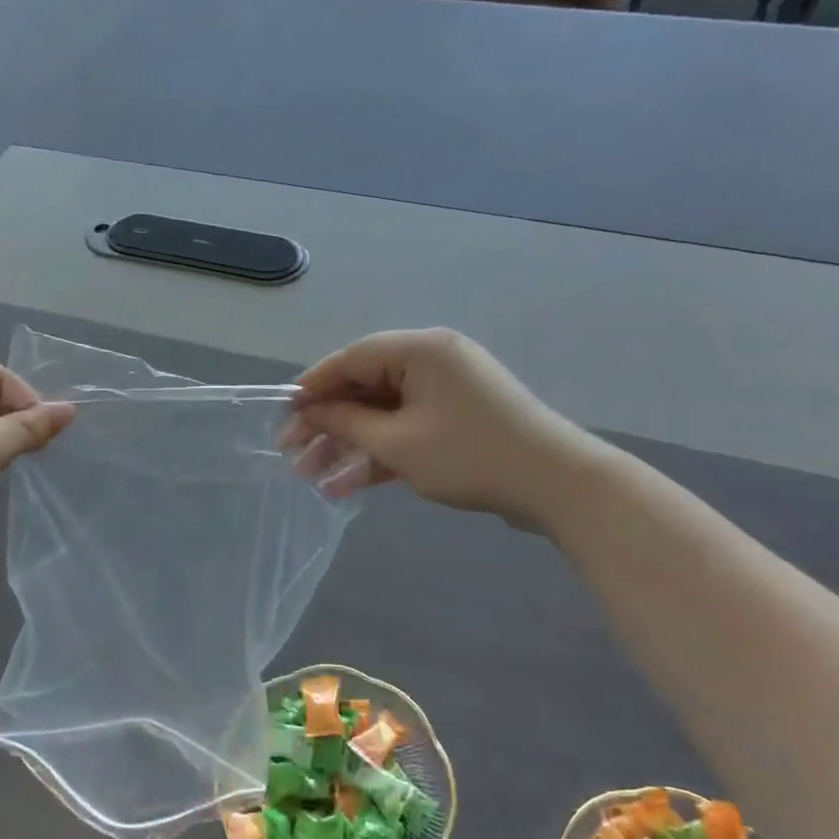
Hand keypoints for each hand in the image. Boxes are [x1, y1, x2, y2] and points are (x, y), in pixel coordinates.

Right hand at [284, 329, 601, 531]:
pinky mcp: (456, 421)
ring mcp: (446, 392)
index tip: (283, 413)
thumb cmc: (469, 455)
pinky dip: (379, 454)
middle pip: (364, 387)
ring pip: (383, 413)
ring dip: (348, 445)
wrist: (556, 485)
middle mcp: (432, 362)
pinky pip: (406, 430)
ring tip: (310, 477)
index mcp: (419, 351)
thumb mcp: (397, 443)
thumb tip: (312, 411)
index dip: (313, 386)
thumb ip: (347, 423)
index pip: (351, 358)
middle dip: (327, 424)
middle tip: (291, 453)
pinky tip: (345, 487)